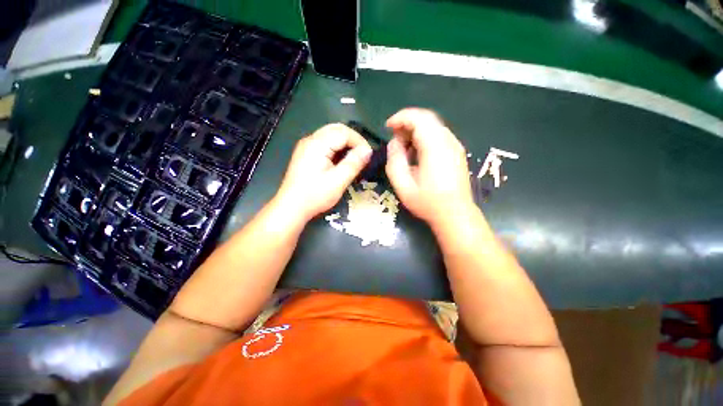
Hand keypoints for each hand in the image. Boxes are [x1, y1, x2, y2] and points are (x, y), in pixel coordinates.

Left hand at [277, 123, 371, 220]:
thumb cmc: (315, 196)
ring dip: (345, 144)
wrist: (291, 207)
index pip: (344, 132)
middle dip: (353, 140)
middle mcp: (310, 140)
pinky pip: (325, 143)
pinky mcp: (305, 153)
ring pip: (331, 135)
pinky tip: (341, 161)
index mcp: (317, 144)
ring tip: (354, 159)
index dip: (359, 141)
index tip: (368, 156)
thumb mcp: (338, 181)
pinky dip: (337, 148)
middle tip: (363, 155)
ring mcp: (306, 146)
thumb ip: (353, 163)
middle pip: (336, 129)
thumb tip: (368, 150)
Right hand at [385, 108, 475, 227]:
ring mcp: (455, 146)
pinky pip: (439, 135)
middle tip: (394, 138)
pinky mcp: (457, 152)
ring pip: (433, 126)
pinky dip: (424, 137)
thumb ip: (395, 161)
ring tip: (403, 146)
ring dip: (415, 130)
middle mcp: (448, 141)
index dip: (400, 118)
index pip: (419, 119)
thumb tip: (394, 143)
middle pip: (427, 119)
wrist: (456, 215)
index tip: (387, 127)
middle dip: (407, 123)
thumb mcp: (403, 186)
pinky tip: (417, 152)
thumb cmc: (428, 203)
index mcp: (435, 147)